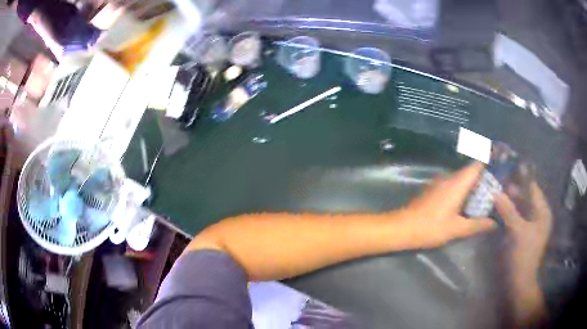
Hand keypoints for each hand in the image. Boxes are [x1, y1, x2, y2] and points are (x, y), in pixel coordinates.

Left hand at [400, 161, 496, 248]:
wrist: (402, 228)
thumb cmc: (431, 227)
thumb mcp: (457, 229)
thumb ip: (478, 225)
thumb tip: (496, 223)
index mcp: (457, 182)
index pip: (477, 165)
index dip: (489, 161)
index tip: (502, 164)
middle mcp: (449, 177)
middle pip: (471, 171)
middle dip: (485, 177)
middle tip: (499, 187)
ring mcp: (440, 182)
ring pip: (462, 179)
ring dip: (474, 185)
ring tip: (488, 195)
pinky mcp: (434, 189)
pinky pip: (454, 185)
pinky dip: (464, 190)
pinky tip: (469, 202)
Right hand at [495, 181, 552, 279]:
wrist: (518, 282)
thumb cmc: (523, 255)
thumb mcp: (517, 232)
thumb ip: (508, 210)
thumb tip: (495, 191)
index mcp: (542, 212)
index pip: (533, 188)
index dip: (522, 177)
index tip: (509, 166)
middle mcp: (538, 215)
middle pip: (526, 196)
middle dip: (513, 189)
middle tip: (498, 180)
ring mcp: (529, 225)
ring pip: (520, 206)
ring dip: (509, 200)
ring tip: (496, 190)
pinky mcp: (521, 233)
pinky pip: (515, 216)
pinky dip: (507, 211)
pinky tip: (497, 207)